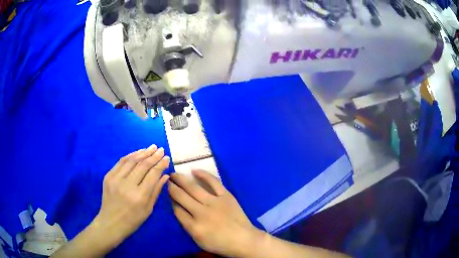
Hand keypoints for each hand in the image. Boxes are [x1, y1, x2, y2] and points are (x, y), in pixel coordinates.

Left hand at [93, 145, 169, 247]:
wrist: (111, 222)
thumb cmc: (133, 220)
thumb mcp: (148, 209)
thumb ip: (156, 191)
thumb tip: (165, 175)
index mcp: (140, 196)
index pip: (152, 174)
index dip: (161, 164)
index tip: (167, 158)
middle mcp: (127, 185)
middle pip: (143, 165)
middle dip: (153, 156)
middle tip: (161, 149)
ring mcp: (116, 179)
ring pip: (131, 161)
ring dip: (143, 152)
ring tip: (151, 147)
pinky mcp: (108, 176)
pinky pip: (121, 162)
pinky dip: (131, 155)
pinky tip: (138, 152)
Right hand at [168, 170, 260, 256]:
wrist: (244, 240)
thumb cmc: (220, 244)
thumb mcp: (199, 241)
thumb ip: (187, 226)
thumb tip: (178, 210)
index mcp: (194, 226)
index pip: (176, 210)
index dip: (170, 201)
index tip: (167, 195)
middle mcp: (201, 212)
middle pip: (181, 196)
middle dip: (171, 187)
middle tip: (166, 180)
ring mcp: (214, 202)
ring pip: (193, 187)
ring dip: (181, 179)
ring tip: (173, 174)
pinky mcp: (226, 196)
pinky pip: (213, 182)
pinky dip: (203, 174)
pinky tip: (194, 170)